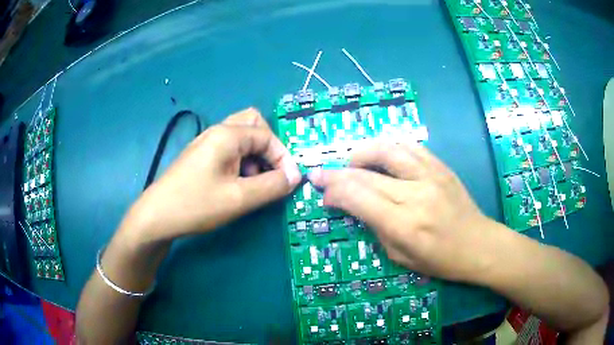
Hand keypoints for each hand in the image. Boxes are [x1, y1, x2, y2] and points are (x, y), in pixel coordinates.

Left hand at [125, 108, 300, 242]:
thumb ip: (272, 186)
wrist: (157, 216)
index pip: (267, 136)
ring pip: (241, 137)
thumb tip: (295, 177)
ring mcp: (207, 142)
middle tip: (270, 171)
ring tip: (253, 182)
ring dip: (255, 154)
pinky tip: (236, 183)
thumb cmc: (196, 204)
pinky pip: (229, 149)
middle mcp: (217, 131)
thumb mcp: (239, 198)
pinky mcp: (201, 155)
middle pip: (253, 124)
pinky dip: (241, 160)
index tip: (290, 181)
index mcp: (227, 135)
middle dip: (269, 147)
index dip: (283, 157)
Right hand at [309, 141, 495, 282]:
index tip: (323, 192)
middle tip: (321, 175)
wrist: (479, 244)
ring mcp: (431, 175)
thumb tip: (353, 205)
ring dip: (361, 153)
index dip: (334, 191)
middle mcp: (415, 194)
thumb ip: (375, 228)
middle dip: (337, 173)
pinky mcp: (441, 166)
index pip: (358, 197)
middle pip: (366, 174)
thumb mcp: (400, 257)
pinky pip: (409, 146)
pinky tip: (381, 156)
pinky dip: (389, 147)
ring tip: (351, 162)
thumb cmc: (440, 260)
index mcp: (404, 224)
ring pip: (387, 150)